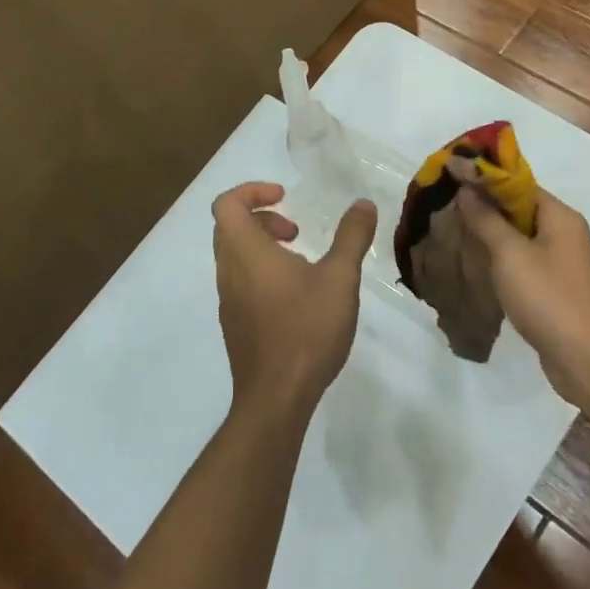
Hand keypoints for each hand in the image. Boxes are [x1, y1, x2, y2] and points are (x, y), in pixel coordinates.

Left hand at [211, 181, 378, 420]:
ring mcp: (228, 300)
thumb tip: (362, 203)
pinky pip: (240, 282)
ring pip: (235, 256)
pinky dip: (262, 272)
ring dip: (264, 246)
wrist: (276, 397)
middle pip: (229, 227)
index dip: (252, 191)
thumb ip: (351, 237)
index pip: (227, 203)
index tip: (285, 197)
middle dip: (262, 218)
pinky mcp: (234, 324)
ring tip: (303, 263)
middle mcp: (228, 271)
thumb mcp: (339, 278)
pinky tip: (297, 297)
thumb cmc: (306, 329)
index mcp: (245, 251)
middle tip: (296, 231)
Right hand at [457, 186, 589, 405]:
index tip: (452, 177)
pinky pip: (525, 262)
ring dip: (492, 234)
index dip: (485, 178)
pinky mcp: (557, 289)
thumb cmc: (549, 297)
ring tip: (455, 233)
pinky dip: (502, 259)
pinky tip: (478, 266)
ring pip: (521, 237)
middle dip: (485, 206)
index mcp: (560, 216)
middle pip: (520, 209)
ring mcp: (563, 263)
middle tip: (447, 206)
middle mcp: (566, 233)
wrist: (586, 359)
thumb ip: (486, 219)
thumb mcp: (510, 254)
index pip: (519, 183)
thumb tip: (467, 188)